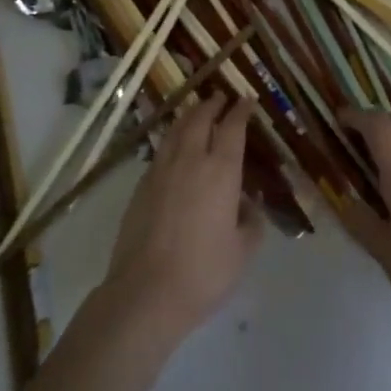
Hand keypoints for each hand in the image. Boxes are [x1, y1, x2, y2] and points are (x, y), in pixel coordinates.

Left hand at [102, 95, 262, 343]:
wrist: (146, 293)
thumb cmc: (203, 272)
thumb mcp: (242, 251)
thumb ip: (250, 223)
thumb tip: (247, 207)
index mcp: (221, 171)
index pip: (232, 128)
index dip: (240, 111)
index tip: (246, 101)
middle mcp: (190, 161)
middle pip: (199, 119)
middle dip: (211, 104)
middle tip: (219, 97)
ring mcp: (161, 172)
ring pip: (175, 130)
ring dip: (188, 116)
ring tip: (196, 112)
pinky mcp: (140, 187)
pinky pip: (160, 152)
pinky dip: (171, 141)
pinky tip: (173, 149)